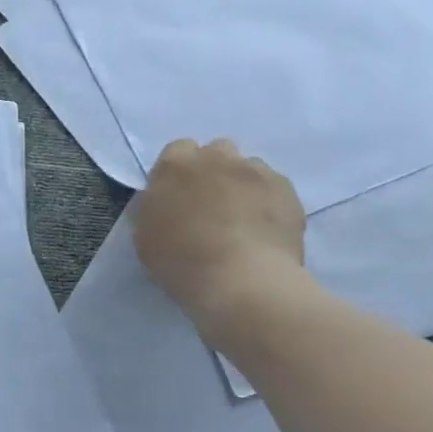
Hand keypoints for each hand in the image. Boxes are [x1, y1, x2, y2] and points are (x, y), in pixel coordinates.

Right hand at [133, 139, 308, 332]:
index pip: (177, 151)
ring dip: (242, 184)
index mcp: (175, 166)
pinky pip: (274, 187)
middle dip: (213, 171)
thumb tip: (162, 201)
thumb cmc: (182, 261)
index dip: (179, 174)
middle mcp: (216, 157)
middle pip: (216, 152)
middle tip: (210, 206)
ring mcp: (255, 171)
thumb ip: (153, 208)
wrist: (241, 280)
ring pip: (248, 167)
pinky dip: (268, 201)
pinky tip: (264, 229)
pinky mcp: (286, 189)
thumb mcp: (145, 237)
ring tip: (242, 220)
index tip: (179, 197)